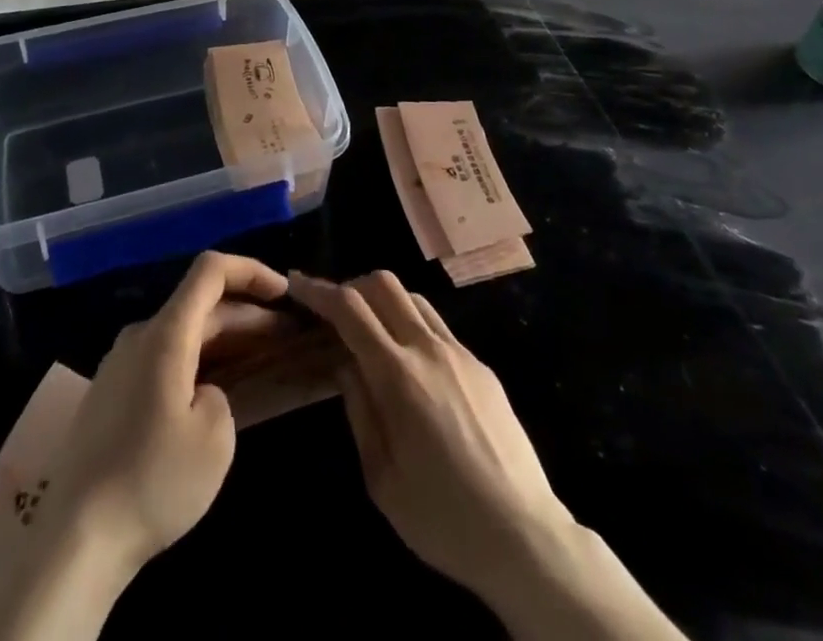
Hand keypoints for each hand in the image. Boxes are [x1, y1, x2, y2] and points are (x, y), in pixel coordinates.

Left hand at [0, 254, 291, 640]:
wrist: (76, 539)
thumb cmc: (153, 480)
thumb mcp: (215, 438)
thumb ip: (223, 394)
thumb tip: (204, 392)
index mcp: (166, 334)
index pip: (211, 271)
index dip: (251, 270)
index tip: (284, 293)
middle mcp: (140, 336)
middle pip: (201, 305)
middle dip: (248, 314)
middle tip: (288, 336)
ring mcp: (120, 364)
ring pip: (183, 333)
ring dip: (224, 340)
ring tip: (261, 359)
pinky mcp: (112, 394)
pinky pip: (164, 359)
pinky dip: (198, 361)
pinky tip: (216, 389)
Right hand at [287, 270, 568, 594]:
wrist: (526, 538)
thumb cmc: (443, 519)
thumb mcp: (381, 478)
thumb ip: (358, 410)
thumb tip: (343, 365)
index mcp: (399, 376)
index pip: (349, 309)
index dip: (318, 290)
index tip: (296, 283)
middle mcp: (429, 349)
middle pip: (383, 284)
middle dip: (351, 286)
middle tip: (333, 312)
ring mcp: (460, 353)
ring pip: (413, 298)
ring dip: (383, 301)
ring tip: (369, 334)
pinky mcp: (481, 366)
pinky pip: (437, 325)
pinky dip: (411, 324)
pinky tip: (408, 363)